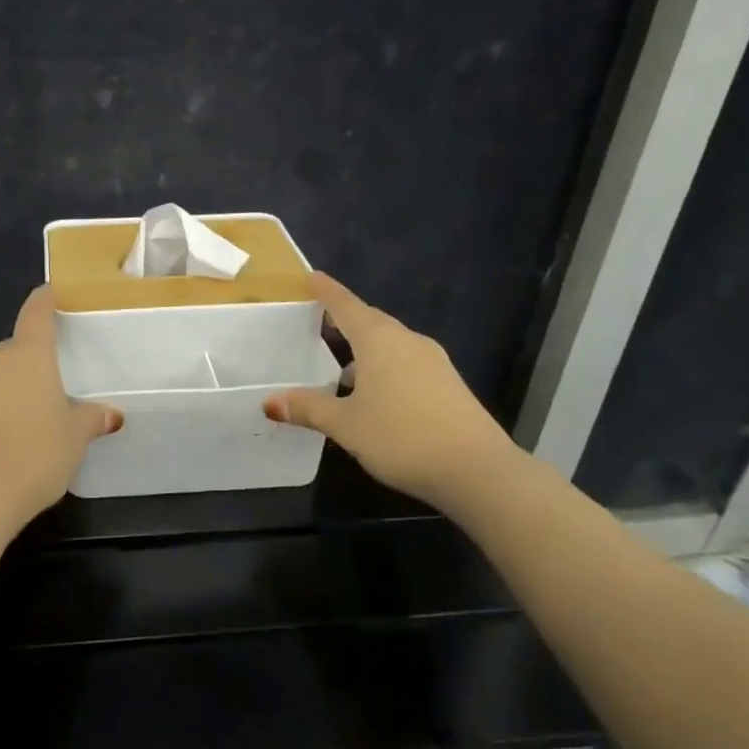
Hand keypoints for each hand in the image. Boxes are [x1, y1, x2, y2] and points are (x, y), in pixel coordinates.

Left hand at [0, 286, 122, 529]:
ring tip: (30, 417)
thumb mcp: (73, 439)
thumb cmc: (34, 454)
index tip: (50, 291)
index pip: (36, 314)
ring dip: (10, 389)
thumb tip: (112, 414)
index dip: (44, 300)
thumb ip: (91, 420)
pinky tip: (3, 442)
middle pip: (14, 349)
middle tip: (51, 380)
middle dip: (30, 358)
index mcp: (28, 356)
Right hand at [263, 273, 519, 507]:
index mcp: (379, 340)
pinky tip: (374, 393)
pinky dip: (384, 366)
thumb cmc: (402, 436)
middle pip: (370, 321)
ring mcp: (433, 362)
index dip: (326, 292)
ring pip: (391, 343)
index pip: (345, 306)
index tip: (311, 277)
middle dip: (345, 318)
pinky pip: (406, 362)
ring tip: (341, 366)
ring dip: (365, 348)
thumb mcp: (346, 425)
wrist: (478, 470)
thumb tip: (270, 402)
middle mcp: (407, 341)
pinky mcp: (448, 385)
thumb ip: (309, 409)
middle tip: (320, 321)